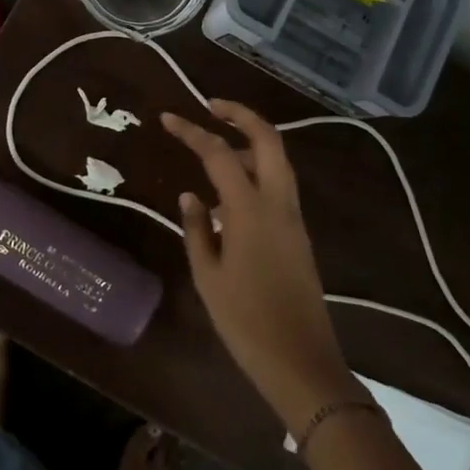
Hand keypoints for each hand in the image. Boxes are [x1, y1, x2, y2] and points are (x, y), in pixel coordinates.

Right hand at [162, 101, 358, 431]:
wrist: (301, 361)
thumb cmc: (246, 321)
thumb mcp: (208, 276)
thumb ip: (197, 229)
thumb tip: (190, 195)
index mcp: (250, 209)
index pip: (219, 154)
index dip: (191, 132)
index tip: (167, 118)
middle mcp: (278, 203)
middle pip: (268, 139)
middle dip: (241, 115)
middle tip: (211, 107)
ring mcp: (294, 217)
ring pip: (278, 160)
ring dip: (251, 140)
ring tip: (218, 143)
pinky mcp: (299, 234)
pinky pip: (279, 185)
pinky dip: (257, 170)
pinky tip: (231, 192)